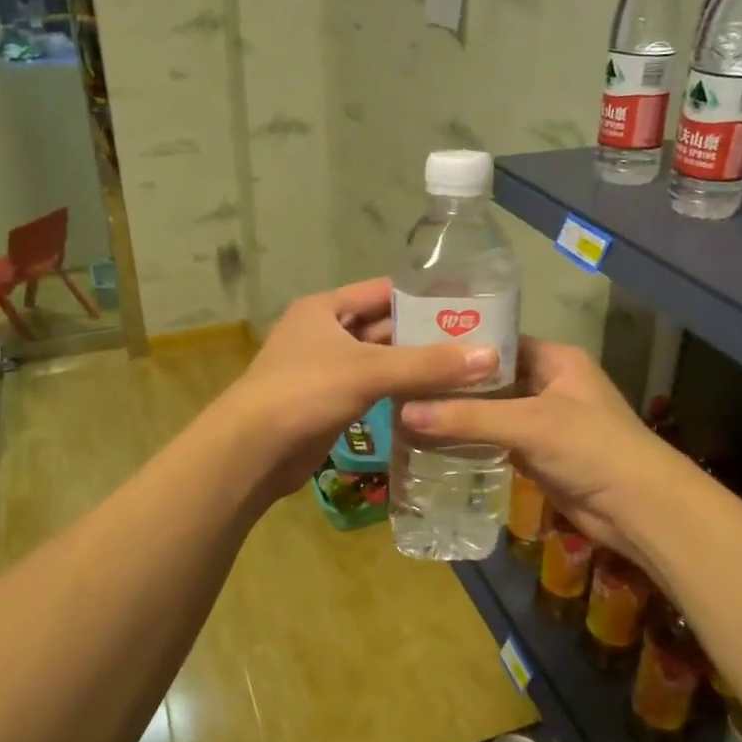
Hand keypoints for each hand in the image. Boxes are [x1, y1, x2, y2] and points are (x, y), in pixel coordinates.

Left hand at [219, 277, 500, 490]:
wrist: (251, 451)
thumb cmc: (304, 393)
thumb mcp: (368, 371)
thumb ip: (428, 364)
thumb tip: (491, 356)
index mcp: (326, 308)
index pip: (384, 290)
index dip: (424, 295)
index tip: (469, 304)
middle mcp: (325, 332)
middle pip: (384, 326)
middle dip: (425, 334)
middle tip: (477, 341)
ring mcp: (325, 369)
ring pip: (380, 360)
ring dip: (414, 365)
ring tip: (465, 369)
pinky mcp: (328, 402)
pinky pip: (372, 389)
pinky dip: (399, 391)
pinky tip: (433, 398)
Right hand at [401, 339, 693, 566]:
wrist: (638, 510)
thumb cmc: (591, 448)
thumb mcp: (528, 424)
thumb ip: (467, 418)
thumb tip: (403, 413)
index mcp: (555, 358)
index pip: (498, 341)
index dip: (459, 344)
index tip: (414, 346)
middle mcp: (549, 383)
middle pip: (491, 378)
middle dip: (453, 383)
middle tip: (402, 382)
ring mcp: (544, 420)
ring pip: (492, 410)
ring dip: (459, 414)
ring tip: (407, 410)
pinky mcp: (538, 453)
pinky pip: (496, 440)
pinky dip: (471, 441)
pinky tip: (433, 442)